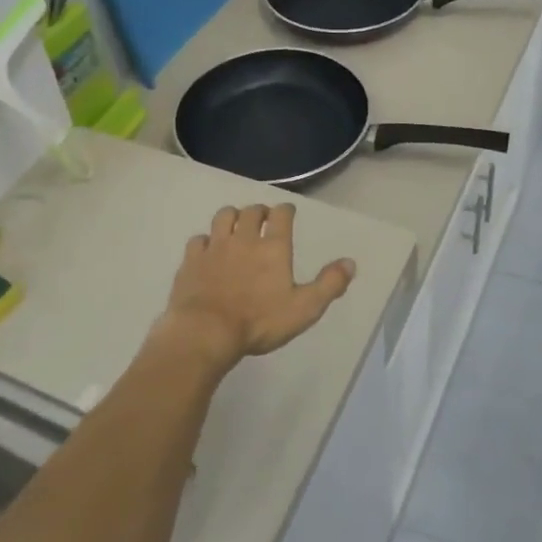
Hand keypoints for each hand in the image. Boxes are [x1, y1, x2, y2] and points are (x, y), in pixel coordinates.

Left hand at [158, 204, 356, 367]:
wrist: (206, 331)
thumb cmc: (259, 322)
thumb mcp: (304, 308)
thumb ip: (329, 284)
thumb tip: (350, 262)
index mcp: (273, 248)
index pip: (281, 215)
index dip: (286, 210)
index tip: (288, 211)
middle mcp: (244, 239)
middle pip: (251, 212)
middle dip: (259, 211)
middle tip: (263, 217)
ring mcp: (215, 247)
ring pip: (223, 217)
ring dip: (232, 216)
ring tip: (236, 223)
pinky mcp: (191, 261)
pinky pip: (198, 240)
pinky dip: (205, 240)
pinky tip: (207, 248)